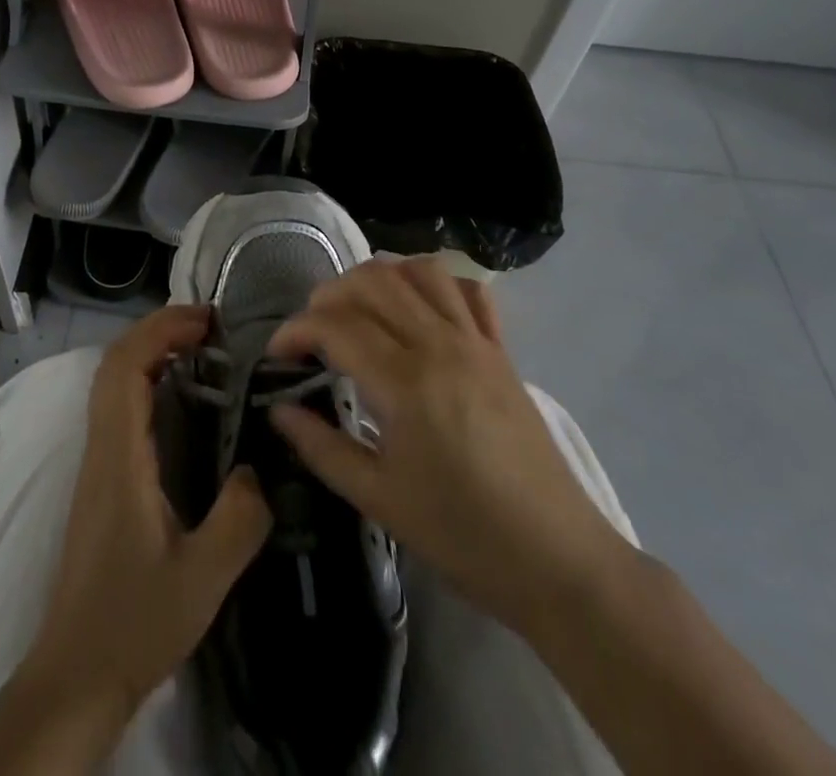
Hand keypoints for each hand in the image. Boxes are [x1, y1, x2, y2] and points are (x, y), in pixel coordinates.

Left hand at [28, 304, 272, 727]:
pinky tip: (180, 401)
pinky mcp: (100, 478)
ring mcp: (95, 461)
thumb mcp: (203, 577)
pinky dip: (146, 381)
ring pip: (112, 382)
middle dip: (158, 330)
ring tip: (200, 351)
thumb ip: (239, 518)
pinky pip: (117, 406)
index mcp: (119, 456)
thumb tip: (259, 468)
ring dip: (150, 352)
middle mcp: (100, 446)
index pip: (126, 366)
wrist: (76, 672)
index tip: (207, 321)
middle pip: (115, 362)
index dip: (161, 330)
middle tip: (209, 328)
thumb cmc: (134, 622)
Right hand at [267, 259, 633, 636]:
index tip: (277, 355)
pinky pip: (468, 291)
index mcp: (405, 382)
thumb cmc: (462, 535)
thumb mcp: (379, 500)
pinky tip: (417, 308)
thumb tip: (277, 410)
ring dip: (378, 278)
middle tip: (312, 333)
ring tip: (358, 310)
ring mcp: (476, 342)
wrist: (558, 561)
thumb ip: (321, 448)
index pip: (335, 326)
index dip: (296, 331)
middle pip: (372, 282)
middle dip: (328, 295)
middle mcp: (439, 345)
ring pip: (419, 272)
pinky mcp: (501, 351)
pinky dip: (435, 283)